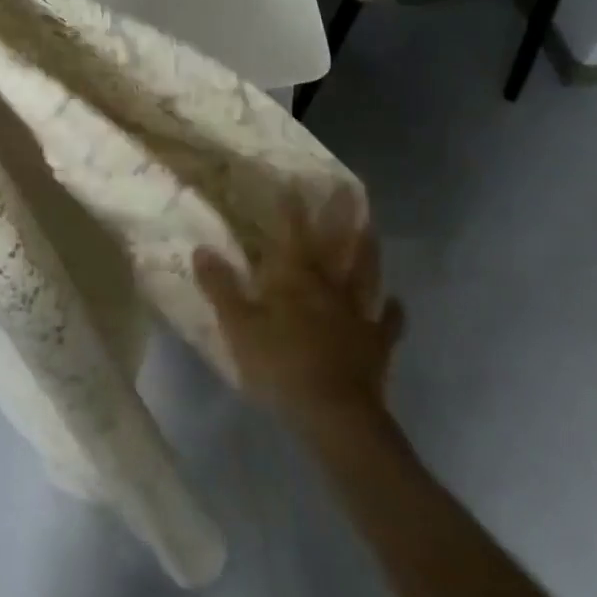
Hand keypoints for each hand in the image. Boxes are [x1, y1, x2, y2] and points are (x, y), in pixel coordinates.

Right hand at [195, 192, 404, 431]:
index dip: (293, 207)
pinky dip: (393, 310)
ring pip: (366, 273)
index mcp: (296, 278)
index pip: (293, 232)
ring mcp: (358, 314)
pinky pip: (388, 323)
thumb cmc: (281, 364)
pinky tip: (396, 301)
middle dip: (341, 215)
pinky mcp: (377, 344)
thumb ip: (221, 286)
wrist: (335, 415)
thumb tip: (201, 249)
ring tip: (372, 227)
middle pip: (338, 244)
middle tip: (350, 188)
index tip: (294, 181)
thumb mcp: (239, 325)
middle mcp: (330, 286)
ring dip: (369, 249)